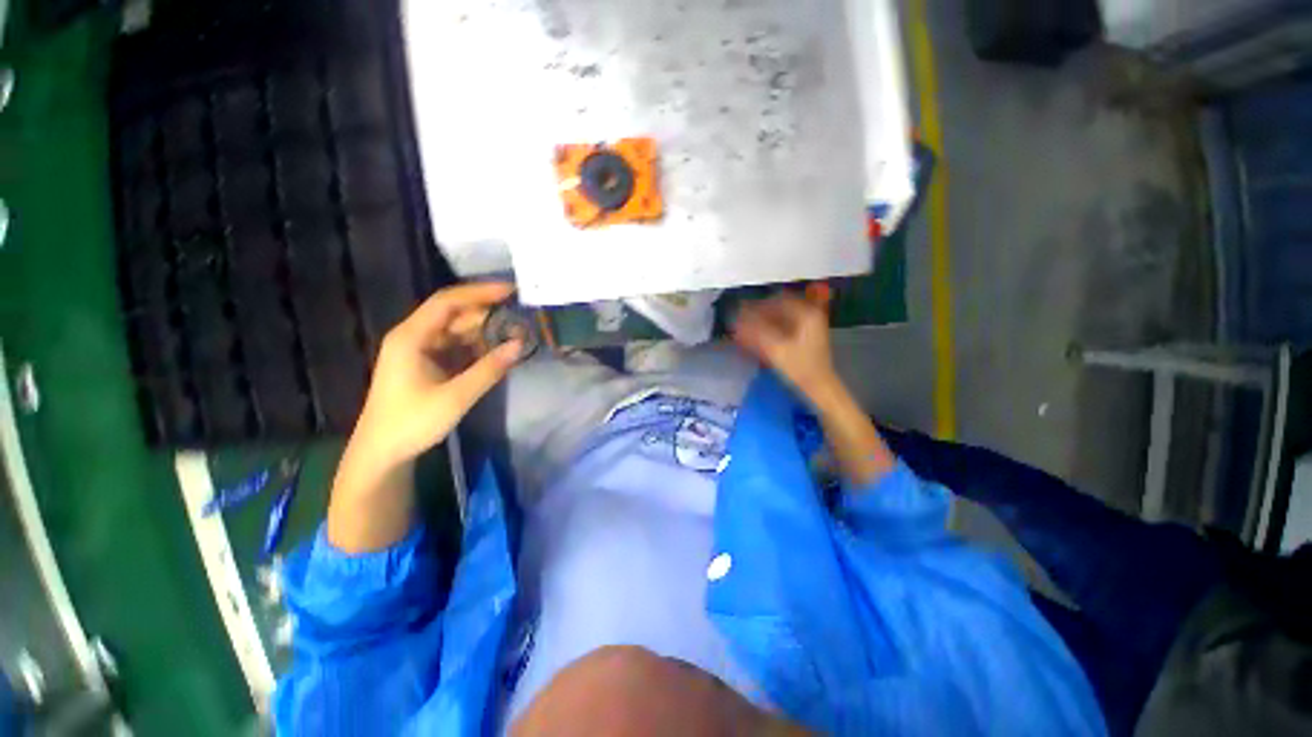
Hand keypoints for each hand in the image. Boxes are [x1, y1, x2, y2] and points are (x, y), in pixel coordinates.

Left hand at [348, 282, 522, 467]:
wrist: (382, 453)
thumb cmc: (412, 422)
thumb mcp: (456, 397)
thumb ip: (489, 369)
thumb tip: (520, 344)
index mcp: (412, 337)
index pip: (448, 302)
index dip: (480, 293)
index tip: (511, 291)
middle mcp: (415, 337)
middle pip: (455, 315)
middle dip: (488, 315)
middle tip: (521, 319)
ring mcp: (421, 351)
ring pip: (458, 332)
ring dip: (486, 333)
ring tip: (516, 335)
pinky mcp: (428, 365)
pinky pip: (458, 348)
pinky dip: (478, 348)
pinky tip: (498, 353)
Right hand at [733, 291, 895, 485]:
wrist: (820, 390)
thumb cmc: (800, 369)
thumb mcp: (775, 349)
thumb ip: (755, 331)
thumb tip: (736, 318)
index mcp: (806, 313)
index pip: (776, 300)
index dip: (756, 306)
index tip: (740, 313)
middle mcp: (810, 315)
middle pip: (778, 308)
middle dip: (758, 314)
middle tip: (741, 322)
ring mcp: (809, 327)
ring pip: (779, 318)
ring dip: (762, 323)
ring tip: (746, 331)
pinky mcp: (805, 338)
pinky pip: (783, 327)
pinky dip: (769, 331)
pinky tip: (757, 339)